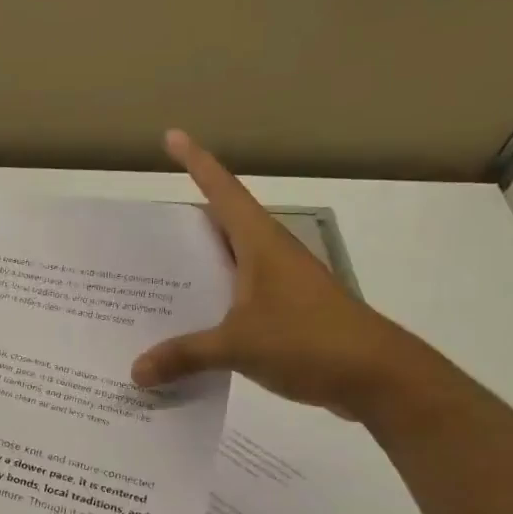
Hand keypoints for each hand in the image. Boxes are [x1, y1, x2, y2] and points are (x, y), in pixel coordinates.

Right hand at [131, 130, 417, 416]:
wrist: (377, 377)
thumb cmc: (309, 341)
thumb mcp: (238, 346)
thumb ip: (185, 356)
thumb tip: (135, 372)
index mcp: (260, 244)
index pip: (223, 192)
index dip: (197, 163)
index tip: (172, 137)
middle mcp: (269, 257)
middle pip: (220, 228)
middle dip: (183, 226)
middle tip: (141, 234)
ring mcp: (279, 287)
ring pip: (227, 268)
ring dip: (195, 273)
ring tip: (150, 284)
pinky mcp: (285, 316)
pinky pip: (235, 303)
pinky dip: (209, 310)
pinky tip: (184, 331)